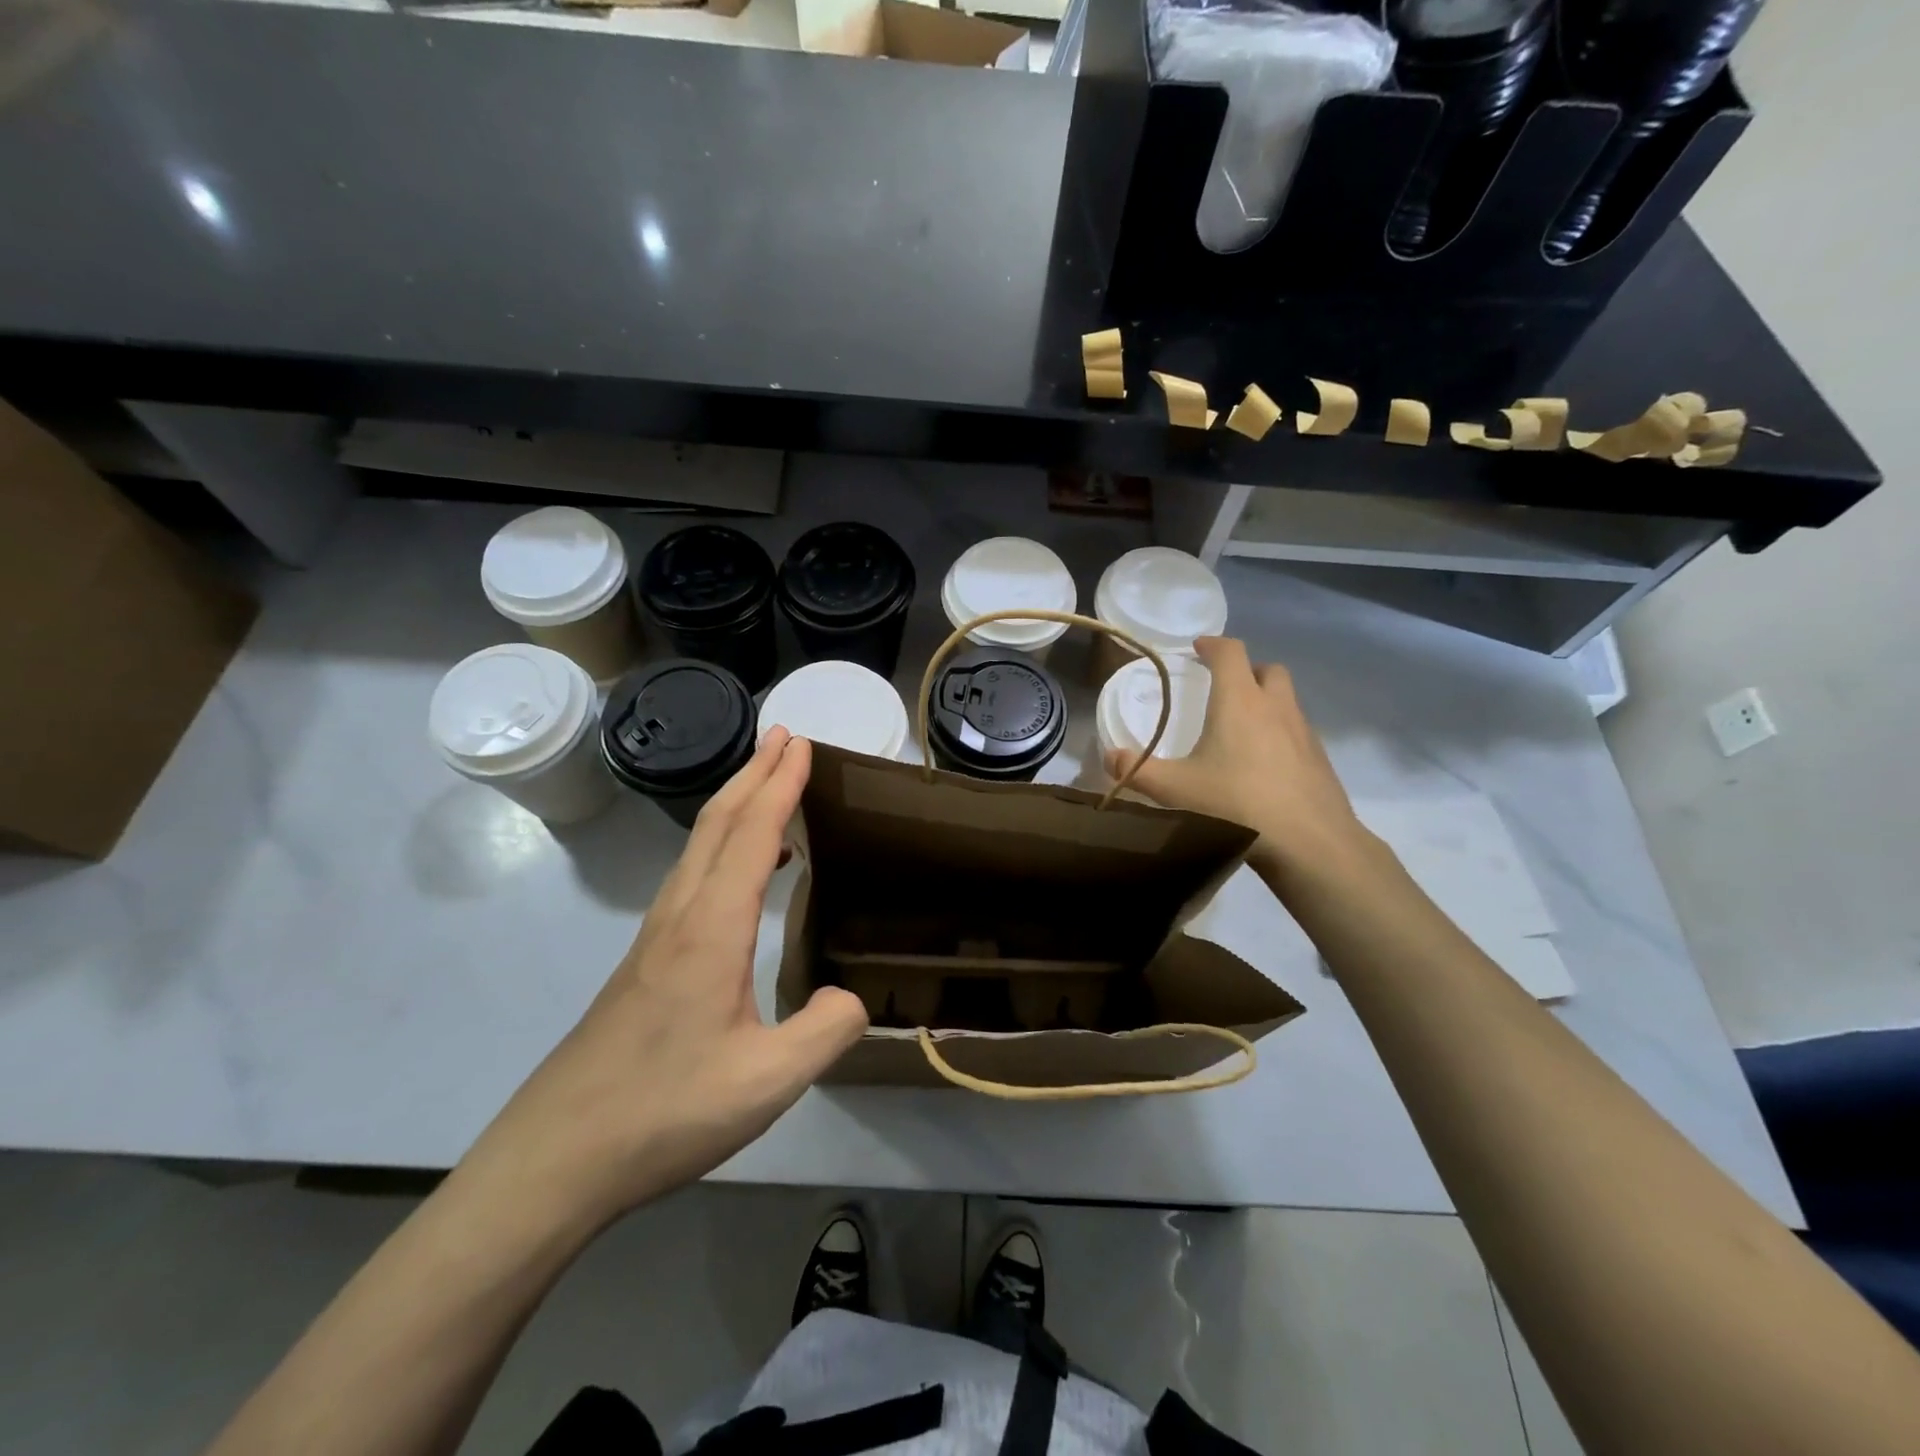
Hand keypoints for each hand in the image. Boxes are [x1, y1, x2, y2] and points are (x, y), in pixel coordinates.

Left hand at [459, 729, 867, 1233]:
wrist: (555, 1158)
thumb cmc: (664, 1112)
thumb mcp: (767, 1082)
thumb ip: (826, 1031)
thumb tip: (850, 996)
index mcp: (711, 930)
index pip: (752, 834)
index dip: (780, 785)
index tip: (802, 744)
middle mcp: (679, 917)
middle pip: (717, 824)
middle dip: (754, 773)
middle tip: (785, 737)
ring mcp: (654, 939)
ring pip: (698, 848)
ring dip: (735, 805)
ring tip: (768, 787)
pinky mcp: (644, 963)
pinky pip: (691, 878)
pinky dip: (722, 847)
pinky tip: (740, 876)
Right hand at [1105, 636, 1364, 875]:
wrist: (1309, 842)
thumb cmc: (1237, 804)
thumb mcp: (1176, 789)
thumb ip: (1138, 771)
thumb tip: (1110, 758)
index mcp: (1239, 701)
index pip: (1230, 652)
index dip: (1213, 644)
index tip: (1198, 648)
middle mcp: (1275, 706)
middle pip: (1267, 669)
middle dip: (1246, 670)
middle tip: (1224, 688)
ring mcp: (1304, 732)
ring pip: (1287, 699)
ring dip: (1266, 701)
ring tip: (1242, 729)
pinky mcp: (1320, 758)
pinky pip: (1298, 731)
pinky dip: (1281, 733)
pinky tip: (1265, 765)